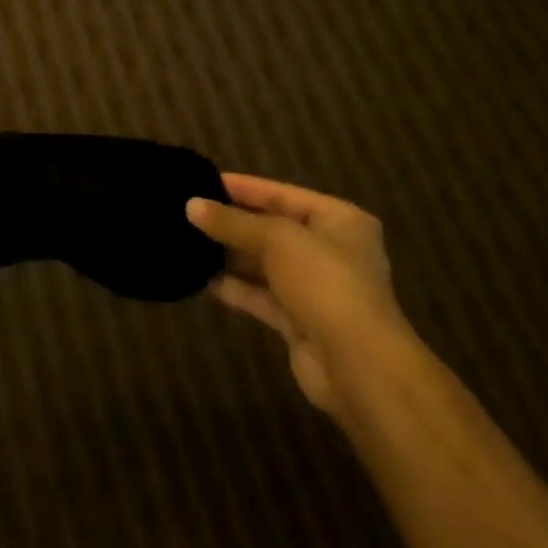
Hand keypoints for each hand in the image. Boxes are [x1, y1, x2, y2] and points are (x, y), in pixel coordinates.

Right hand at [187, 174, 409, 425]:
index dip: (244, 188)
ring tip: (189, 242)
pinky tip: (204, 279)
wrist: (358, 366)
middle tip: (189, 212)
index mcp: (339, 220)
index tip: (203, 181)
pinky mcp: (300, 321)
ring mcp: (315, 288)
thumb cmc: (325, 283)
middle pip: (273, 228)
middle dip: (234, 223)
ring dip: (231, 256)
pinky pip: (262, 296)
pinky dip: (236, 287)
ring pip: (265, 264)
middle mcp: (331, 250)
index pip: (282, 193)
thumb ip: (233, 222)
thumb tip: (191, 205)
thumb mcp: (277, 240)